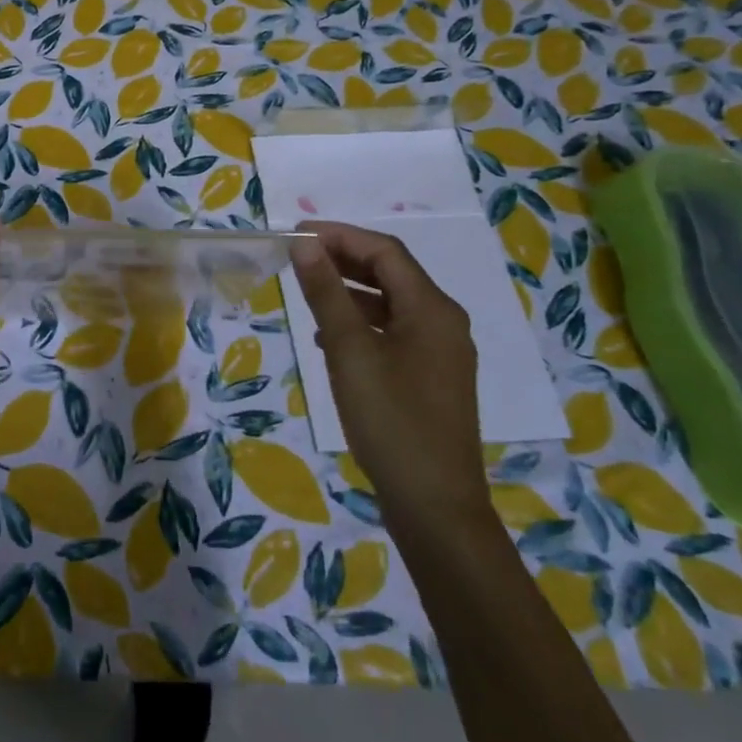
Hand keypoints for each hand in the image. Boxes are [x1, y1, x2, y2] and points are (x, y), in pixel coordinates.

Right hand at [288, 222, 488, 537]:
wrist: (435, 506)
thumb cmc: (390, 421)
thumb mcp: (349, 351)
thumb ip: (327, 293)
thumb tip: (305, 244)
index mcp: (432, 309)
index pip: (385, 251)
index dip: (340, 235)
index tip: (297, 235)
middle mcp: (444, 322)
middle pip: (392, 273)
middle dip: (345, 258)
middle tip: (299, 256)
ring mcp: (442, 352)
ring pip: (392, 303)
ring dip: (351, 290)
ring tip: (309, 291)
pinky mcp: (433, 378)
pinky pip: (395, 331)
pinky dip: (362, 322)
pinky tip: (331, 338)